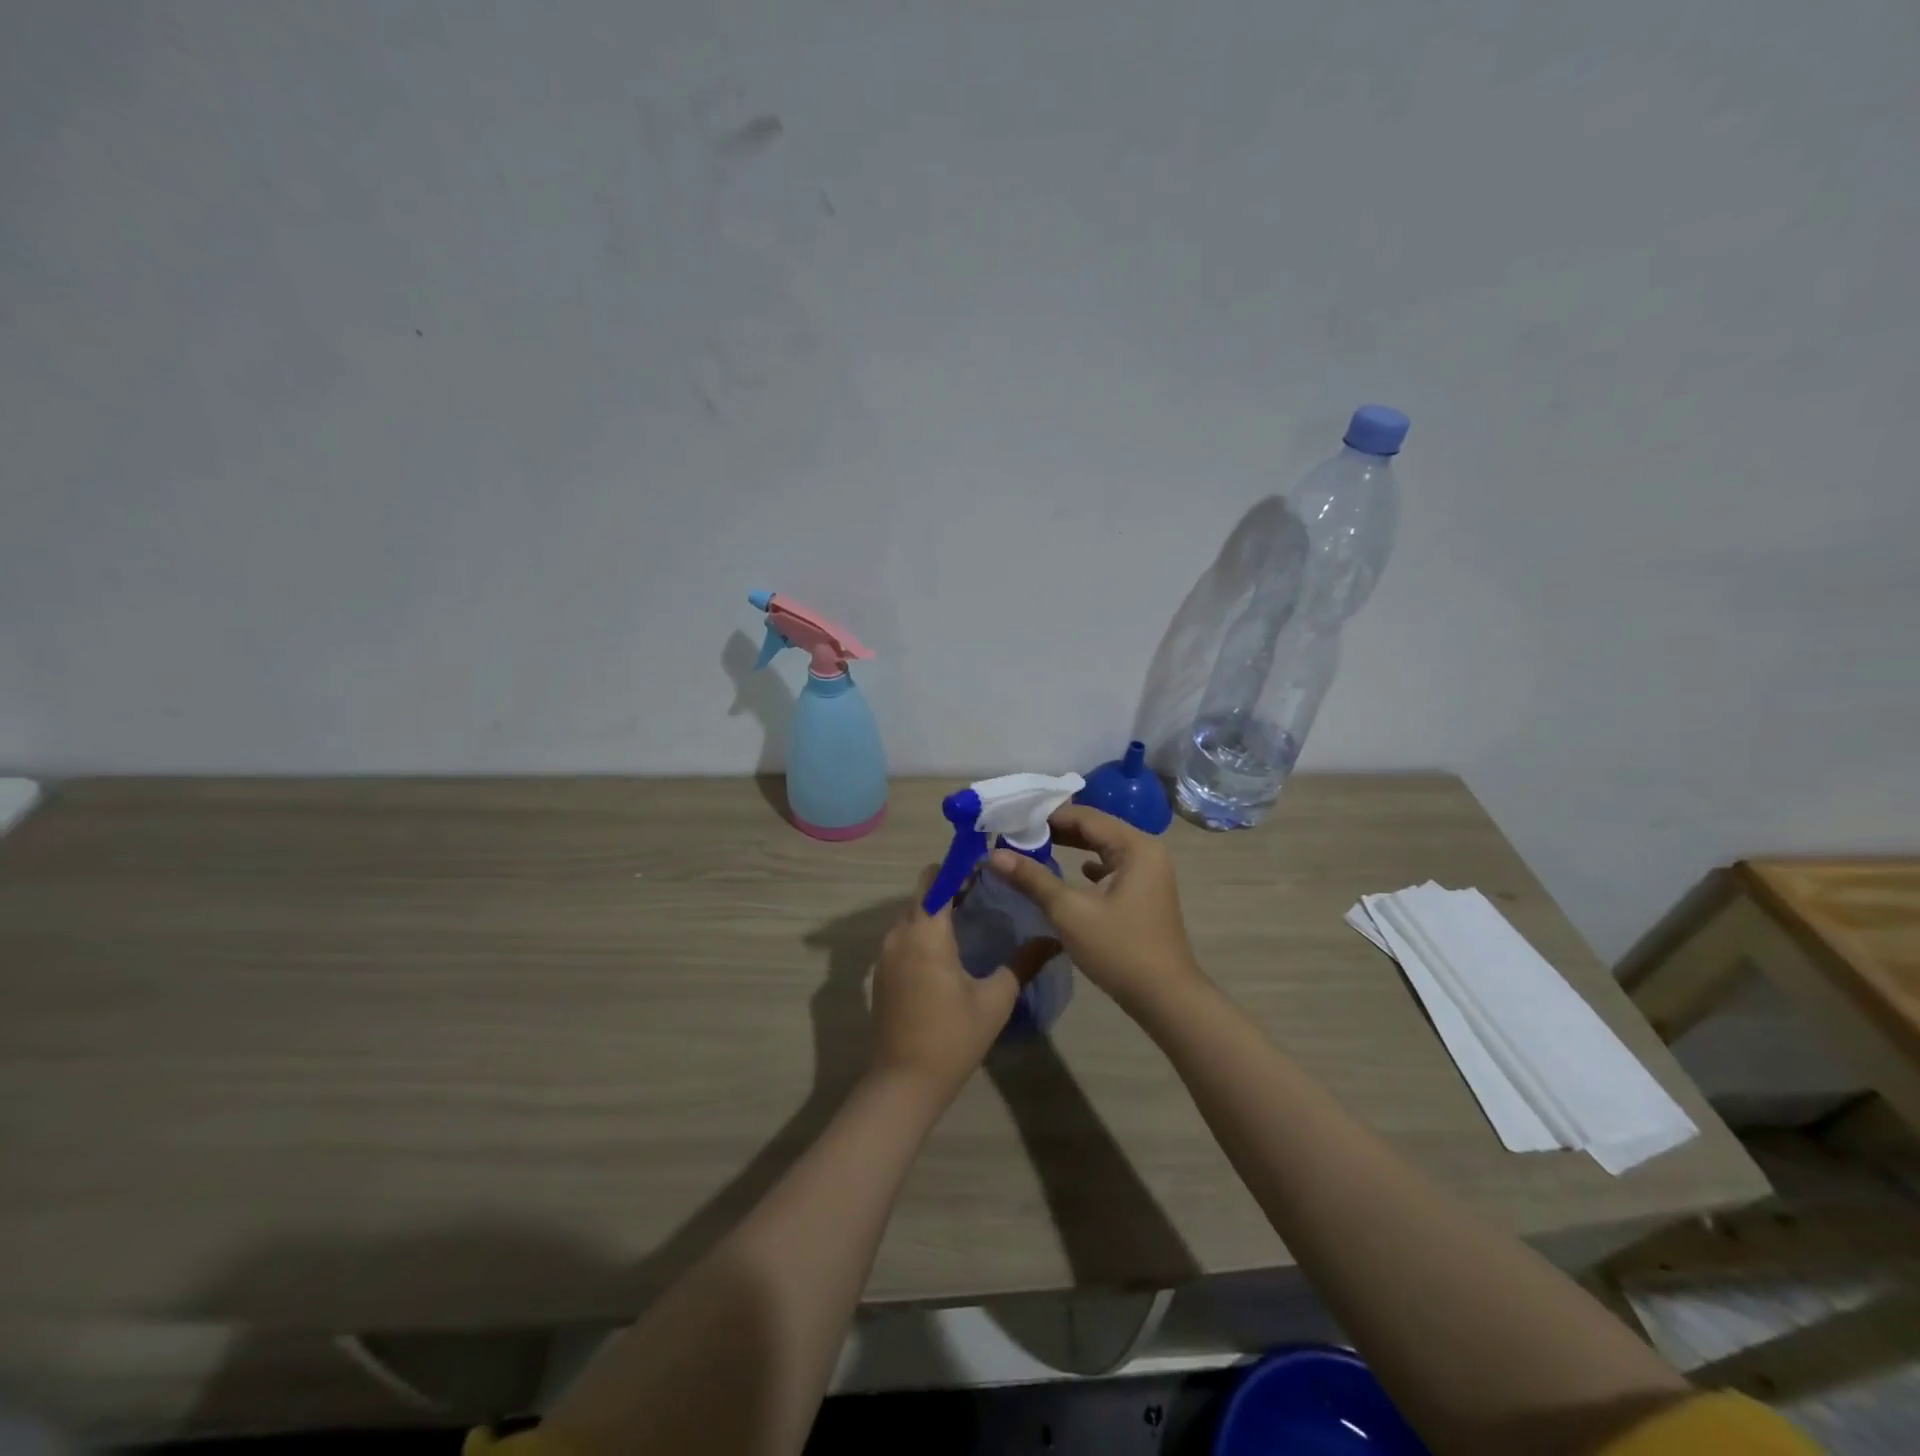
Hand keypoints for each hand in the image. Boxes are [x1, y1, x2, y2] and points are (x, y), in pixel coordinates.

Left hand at [868, 867, 1056, 1100]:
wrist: (903, 1083)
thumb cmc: (952, 1038)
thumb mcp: (996, 1000)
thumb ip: (1024, 963)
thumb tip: (1053, 939)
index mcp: (926, 933)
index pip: (935, 879)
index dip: (958, 867)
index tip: (987, 866)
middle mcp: (899, 934)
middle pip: (923, 893)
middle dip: (951, 885)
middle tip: (988, 890)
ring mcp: (886, 954)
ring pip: (913, 914)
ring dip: (939, 908)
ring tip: (975, 914)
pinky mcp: (883, 972)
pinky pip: (905, 935)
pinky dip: (926, 929)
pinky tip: (953, 947)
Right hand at [987, 805, 1203, 1017]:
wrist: (1165, 999)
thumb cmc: (1119, 950)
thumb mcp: (1069, 912)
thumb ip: (1032, 879)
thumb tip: (994, 855)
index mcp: (1135, 846)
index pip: (1085, 817)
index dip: (1047, 817)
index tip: (1013, 822)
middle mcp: (1146, 851)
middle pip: (1095, 829)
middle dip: (1056, 831)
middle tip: (1017, 835)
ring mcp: (1149, 872)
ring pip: (1103, 848)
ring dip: (1070, 848)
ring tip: (1033, 849)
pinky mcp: (1145, 893)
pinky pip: (1112, 868)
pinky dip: (1088, 866)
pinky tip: (1070, 873)